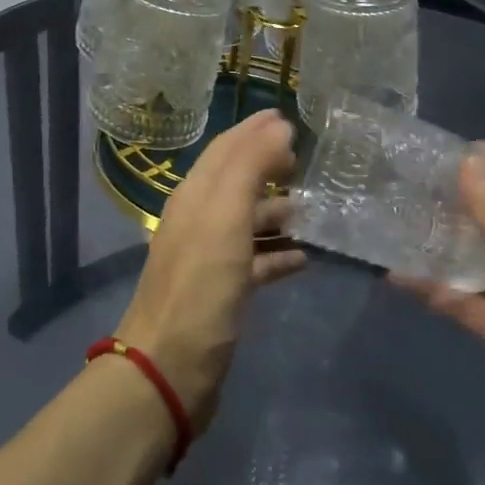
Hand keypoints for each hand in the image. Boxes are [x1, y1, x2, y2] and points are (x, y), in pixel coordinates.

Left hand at [116, 109, 305, 430]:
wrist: (171, 368)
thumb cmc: (200, 286)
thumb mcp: (225, 217)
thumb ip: (250, 168)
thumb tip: (277, 126)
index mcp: (195, 197)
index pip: (225, 149)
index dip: (253, 130)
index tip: (286, 116)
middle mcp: (199, 221)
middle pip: (236, 183)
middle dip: (268, 166)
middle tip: (306, 159)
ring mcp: (210, 258)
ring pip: (247, 222)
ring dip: (276, 211)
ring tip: (313, 207)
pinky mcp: (222, 294)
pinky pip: (255, 263)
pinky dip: (277, 254)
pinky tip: (304, 257)